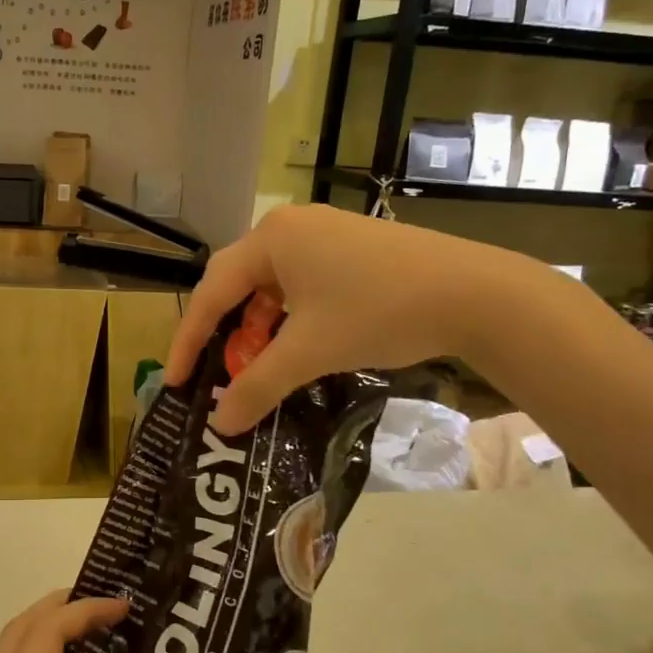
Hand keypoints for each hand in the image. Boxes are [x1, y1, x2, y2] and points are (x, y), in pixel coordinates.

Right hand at [167, 203, 535, 434]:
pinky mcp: (351, 249)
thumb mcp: (310, 352)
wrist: (476, 293)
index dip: (189, 339)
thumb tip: (221, 424)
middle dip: (222, 333)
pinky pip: (300, 285)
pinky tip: (295, 346)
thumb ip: (258, 386)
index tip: (176, 381)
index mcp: (271, 239)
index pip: (211, 292)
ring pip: (270, 286)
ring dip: (257, 328)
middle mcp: (291, 227)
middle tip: (211, 374)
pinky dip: (288, 318)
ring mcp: (325, 235)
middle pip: (237, 284)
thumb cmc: (379, 312)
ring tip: (255, 366)